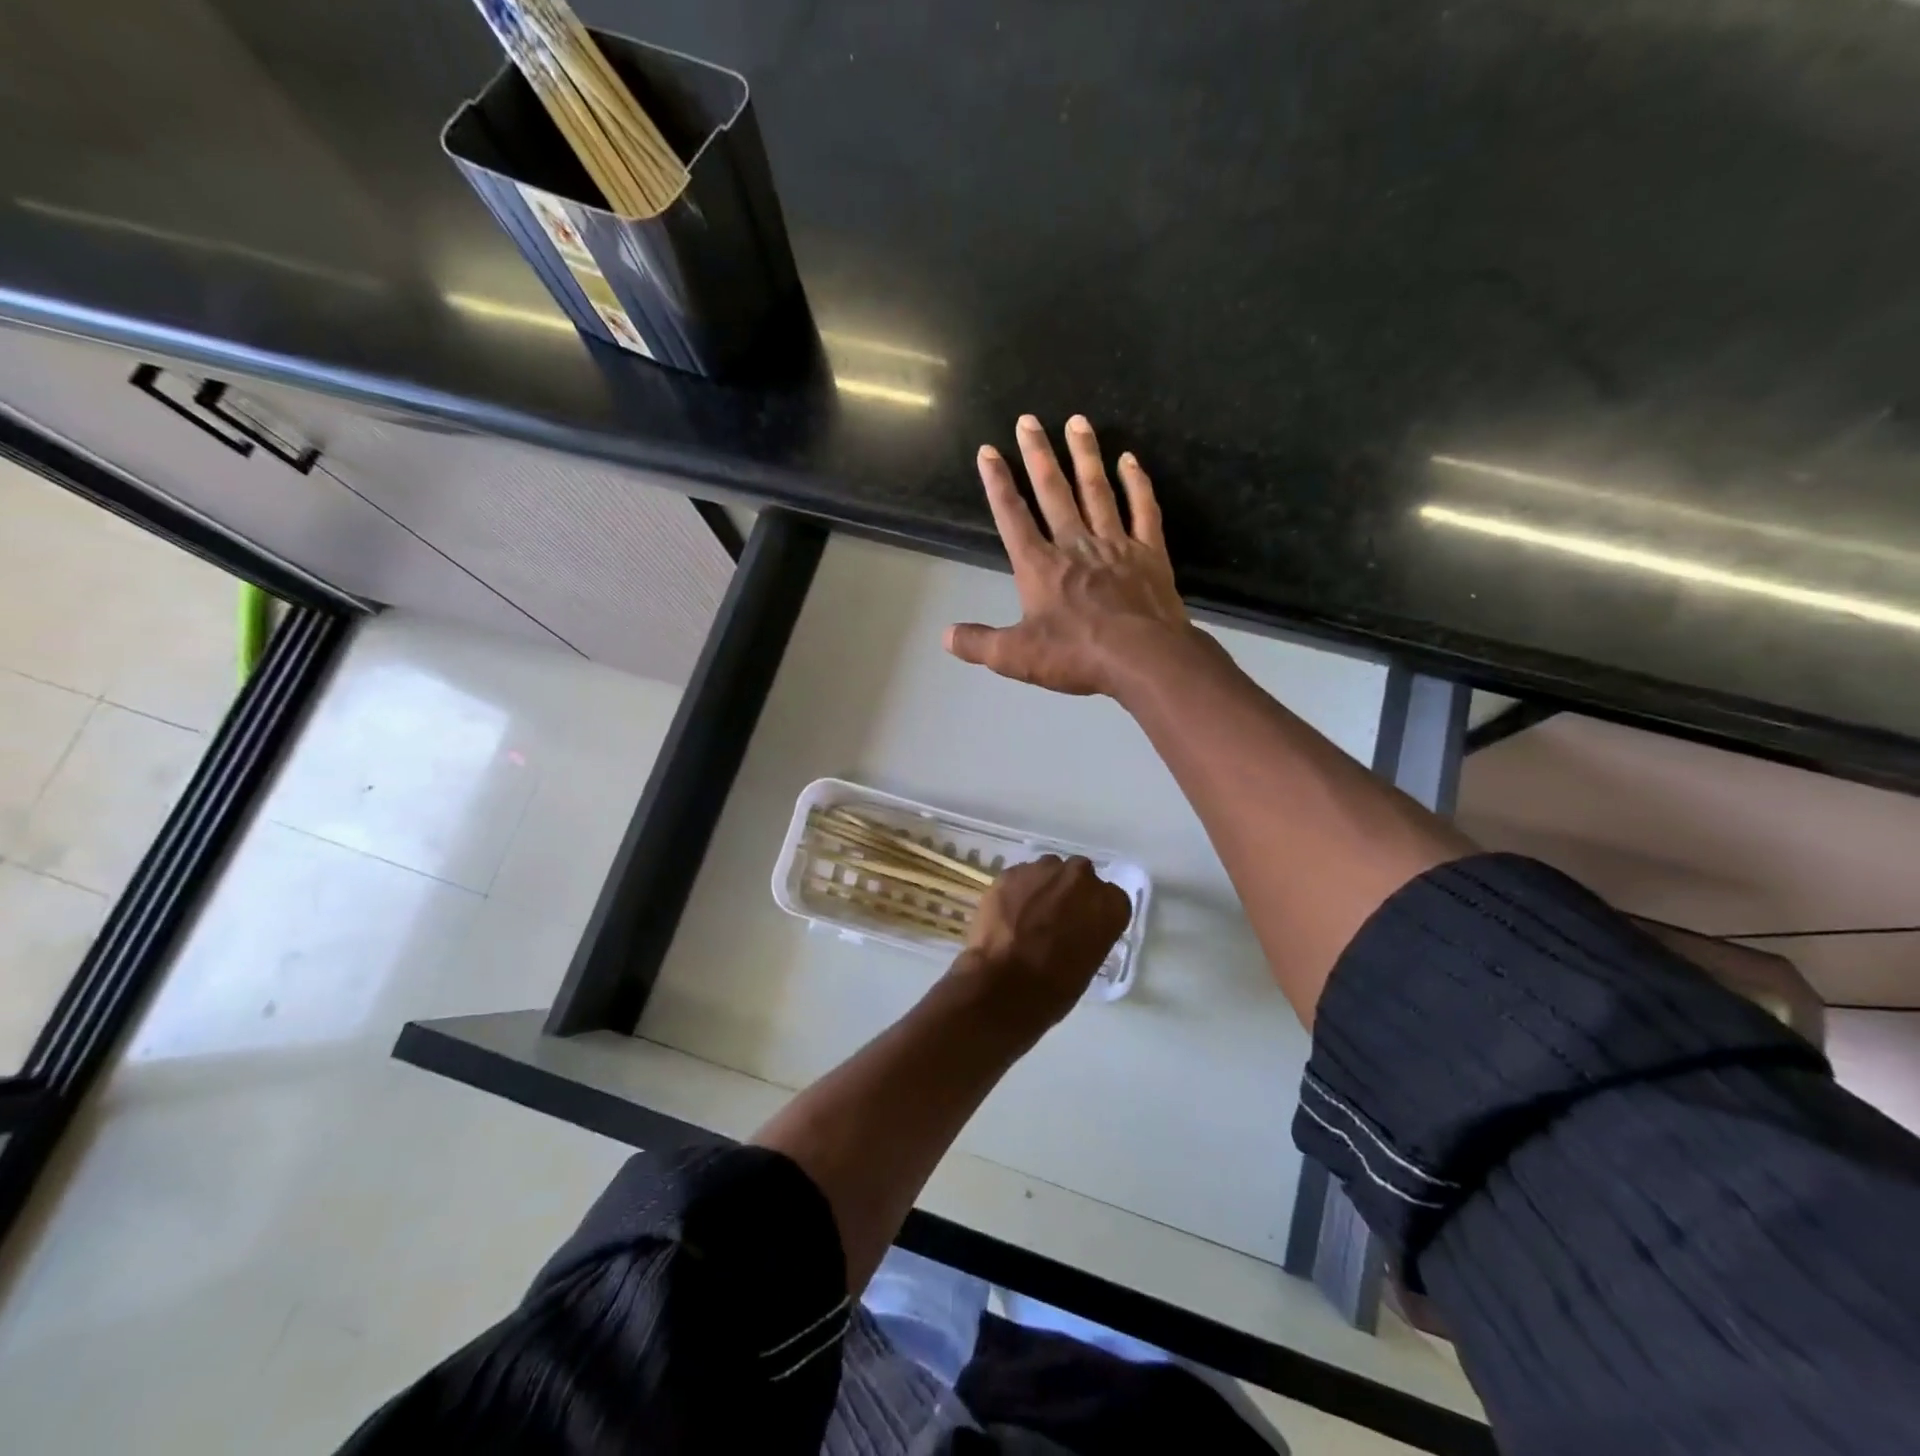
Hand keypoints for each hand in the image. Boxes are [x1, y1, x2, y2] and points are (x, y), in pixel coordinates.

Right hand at [945, 414, 1195, 696]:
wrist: (1143, 657)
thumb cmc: (1077, 655)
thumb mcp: (1017, 657)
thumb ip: (980, 644)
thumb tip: (946, 636)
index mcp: (1040, 566)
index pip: (1012, 517)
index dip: (998, 483)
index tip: (988, 451)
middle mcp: (1074, 544)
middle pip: (1053, 492)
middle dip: (1038, 454)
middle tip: (1029, 420)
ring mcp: (1115, 544)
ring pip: (1096, 490)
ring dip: (1084, 455)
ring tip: (1077, 421)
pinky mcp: (1149, 552)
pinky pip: (1143, 509)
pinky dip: (1136, 483)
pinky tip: (1130, 459)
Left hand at [953, 855, 1132, 1032]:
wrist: (1005, 984)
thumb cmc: (1055, 986)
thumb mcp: (1089, 963)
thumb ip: (1089, 933)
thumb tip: (1075, 929)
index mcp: (1109, 903)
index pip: (1111, 899)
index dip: (1095, 913)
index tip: (1085, 927)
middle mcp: (1081, 877)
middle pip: (1080, 876)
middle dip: (1070, 893)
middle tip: (1055, 919)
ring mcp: (1044, 870)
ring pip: (1048, 871)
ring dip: (1043, 888)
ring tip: (1027, 916)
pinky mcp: (1012, 872)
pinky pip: (1020, 877)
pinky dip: (1017, 891)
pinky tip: (1007, 915)